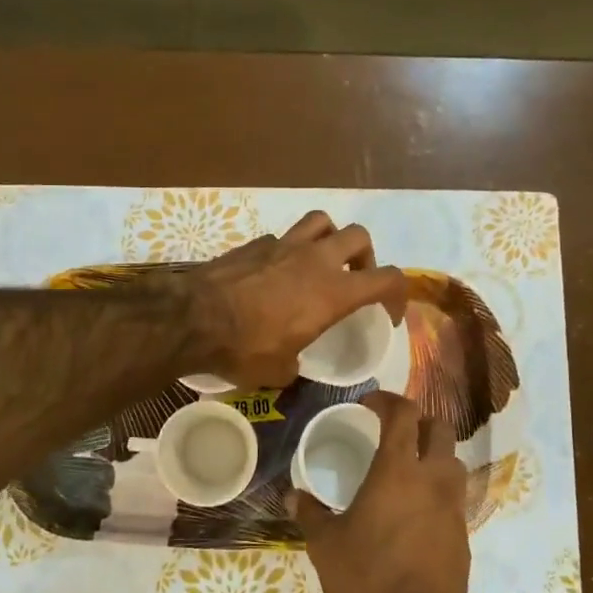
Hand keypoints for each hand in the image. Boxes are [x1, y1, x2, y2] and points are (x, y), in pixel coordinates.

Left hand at [185, 211, 407, 387]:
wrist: (193, 318)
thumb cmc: (245, 348)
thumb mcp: (279, 371)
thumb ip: (295, 362)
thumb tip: (291, 363)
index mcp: (333, 292)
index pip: (388, 279)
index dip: (399, 294)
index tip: (390, 313)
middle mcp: (315, 260)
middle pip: (359, 236)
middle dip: (364, 256)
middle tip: (353, 279)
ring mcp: (283, 244)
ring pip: (321, 221)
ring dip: (329, 238)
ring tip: (319, 261)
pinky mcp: (254, 243)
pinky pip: (281, 236)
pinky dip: (286, 249)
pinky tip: (274, 271)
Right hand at [289, 391, 470, 592]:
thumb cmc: (365, 580)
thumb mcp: (326, 544)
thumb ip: (309, 512)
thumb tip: (292, 494)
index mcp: (397, 472)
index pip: (404, 415)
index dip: (387, 400)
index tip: (369, 403)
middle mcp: (432, 481)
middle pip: (440, 429)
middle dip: (418, 420)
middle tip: (393, 429)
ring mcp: (454, 508)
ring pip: (453, 461)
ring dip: (433, 452)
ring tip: (407, 465)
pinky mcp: (464, 534)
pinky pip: (455, 495)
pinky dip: (438, 487)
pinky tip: (416, 507)